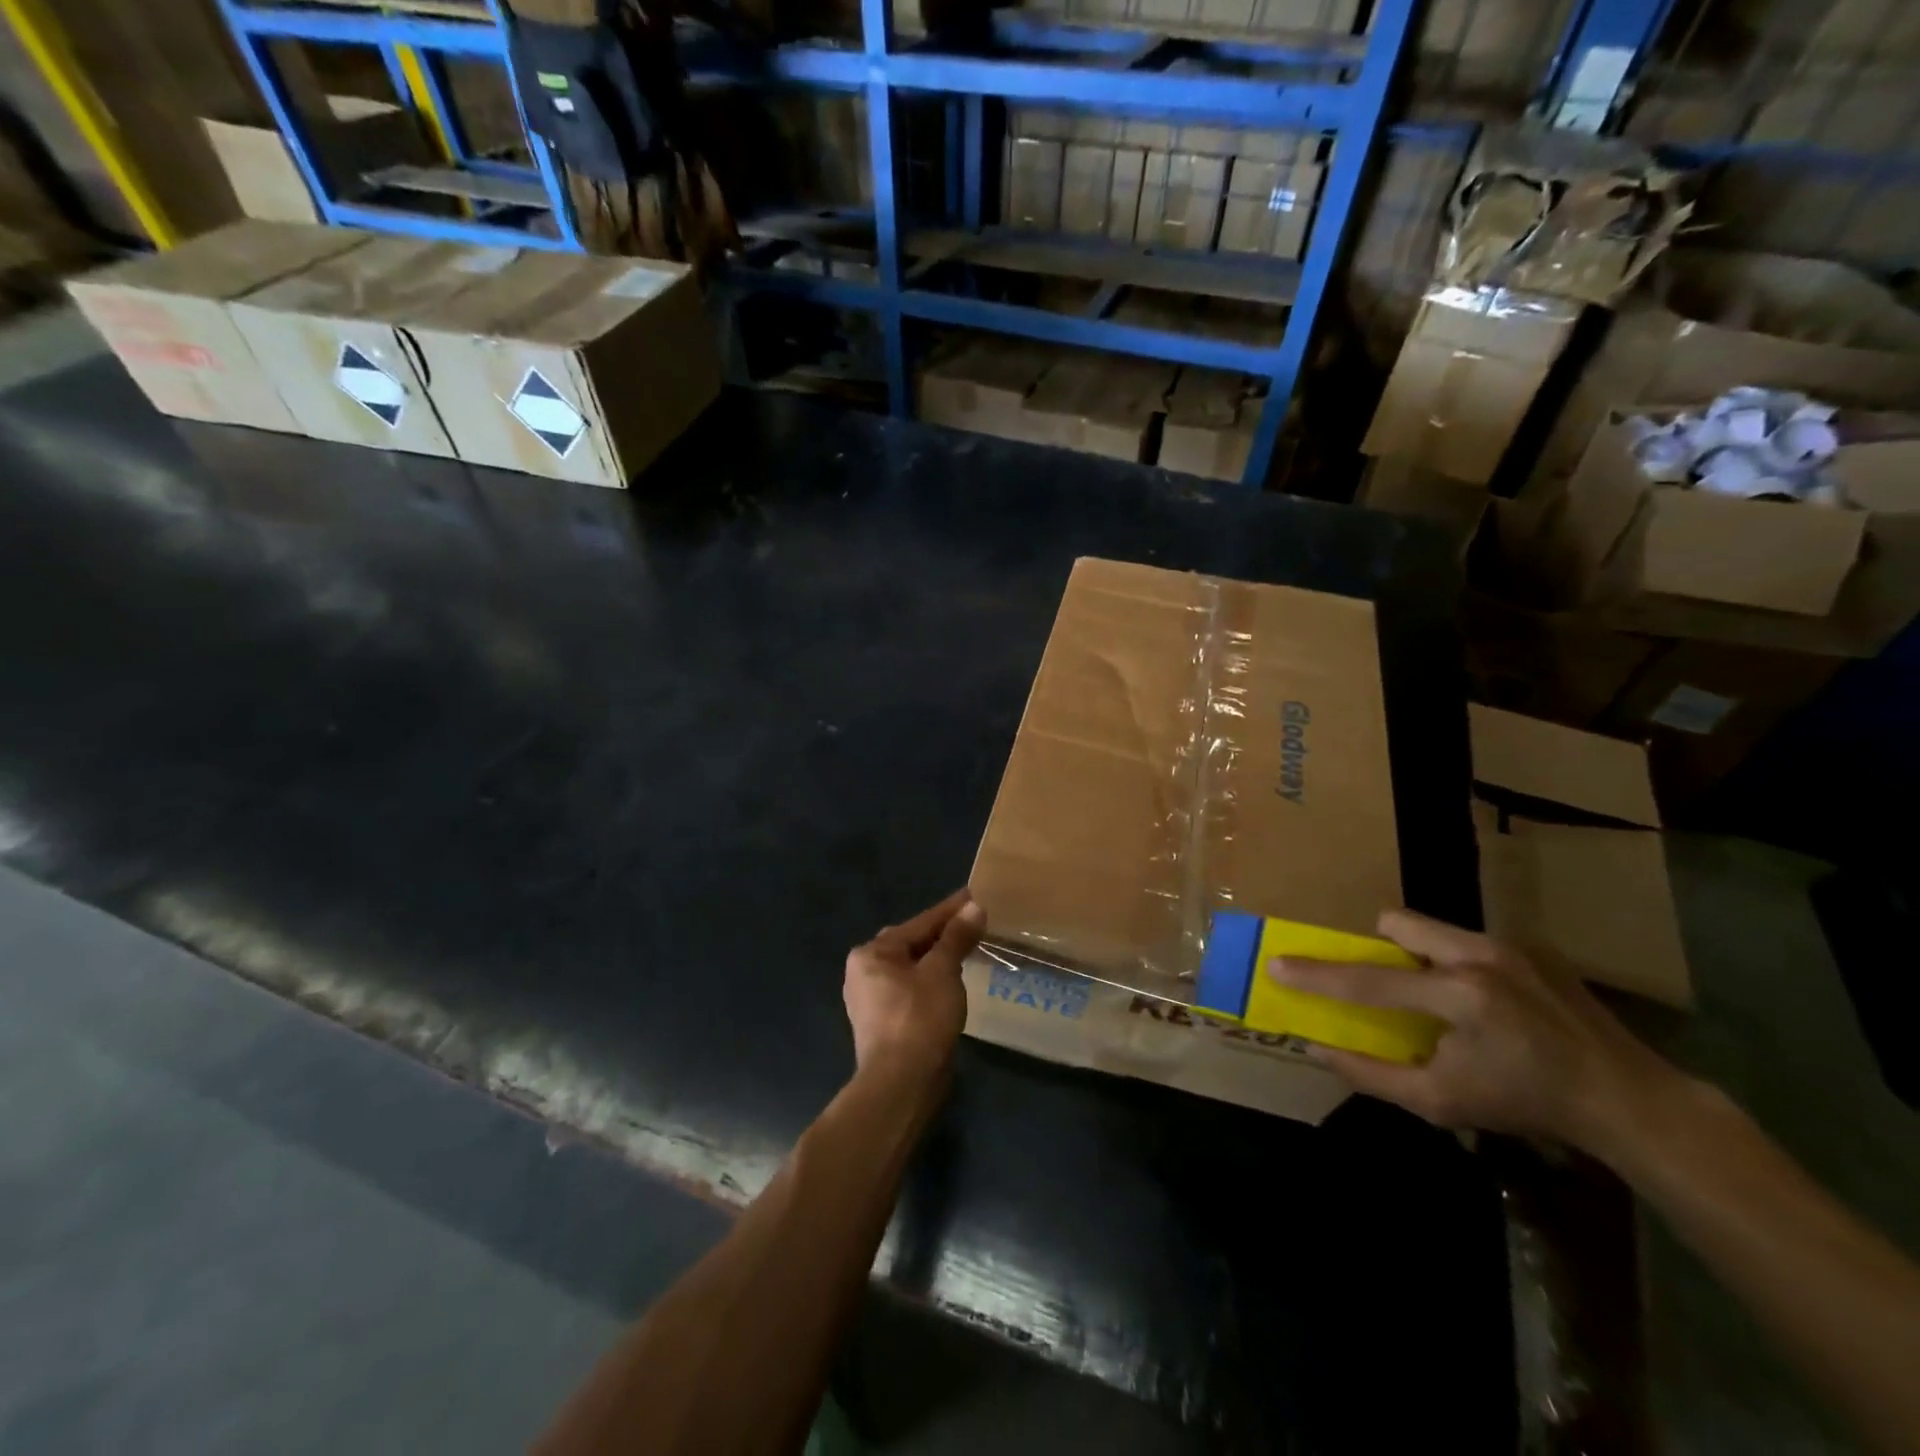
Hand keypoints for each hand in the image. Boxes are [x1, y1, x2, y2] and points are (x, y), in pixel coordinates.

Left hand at [843, 890, 985, 1081]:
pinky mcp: (883, 1024)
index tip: (974, 895)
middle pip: (912, 944)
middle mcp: (863, 972)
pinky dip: (931, 983)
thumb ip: (956, 938)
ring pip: (911, 969)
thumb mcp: (942, 971)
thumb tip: (973, 907)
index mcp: (872, 953)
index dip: (950, 910)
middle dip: (942, 935)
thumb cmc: (919, 1018)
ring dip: (938, 960)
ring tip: (967, 951)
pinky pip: (911, 990)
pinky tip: (951, 984)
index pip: (920, 923)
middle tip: (973, 924)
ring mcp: (870, 1000)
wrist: (900, 1085)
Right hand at [1267, 909, 1684, 1153]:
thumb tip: (1319, 1049)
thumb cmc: (1528, 1103)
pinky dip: (1454, 964)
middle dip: (1378, 947)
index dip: (1317, 975)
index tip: (1277, 964)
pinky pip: (1466, 941)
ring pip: (1432, 928)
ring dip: (1417, 956)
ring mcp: (1510, 946)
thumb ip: (1374, 1074)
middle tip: (1385, 985)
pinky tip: (1482, 1005)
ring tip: (1436, 998)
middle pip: (1399, 923)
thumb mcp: (1443, 1102)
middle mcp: (1481, 955)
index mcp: (1460, 995)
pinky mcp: (1531, 947)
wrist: (1629, 1099)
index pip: (1368, 979)